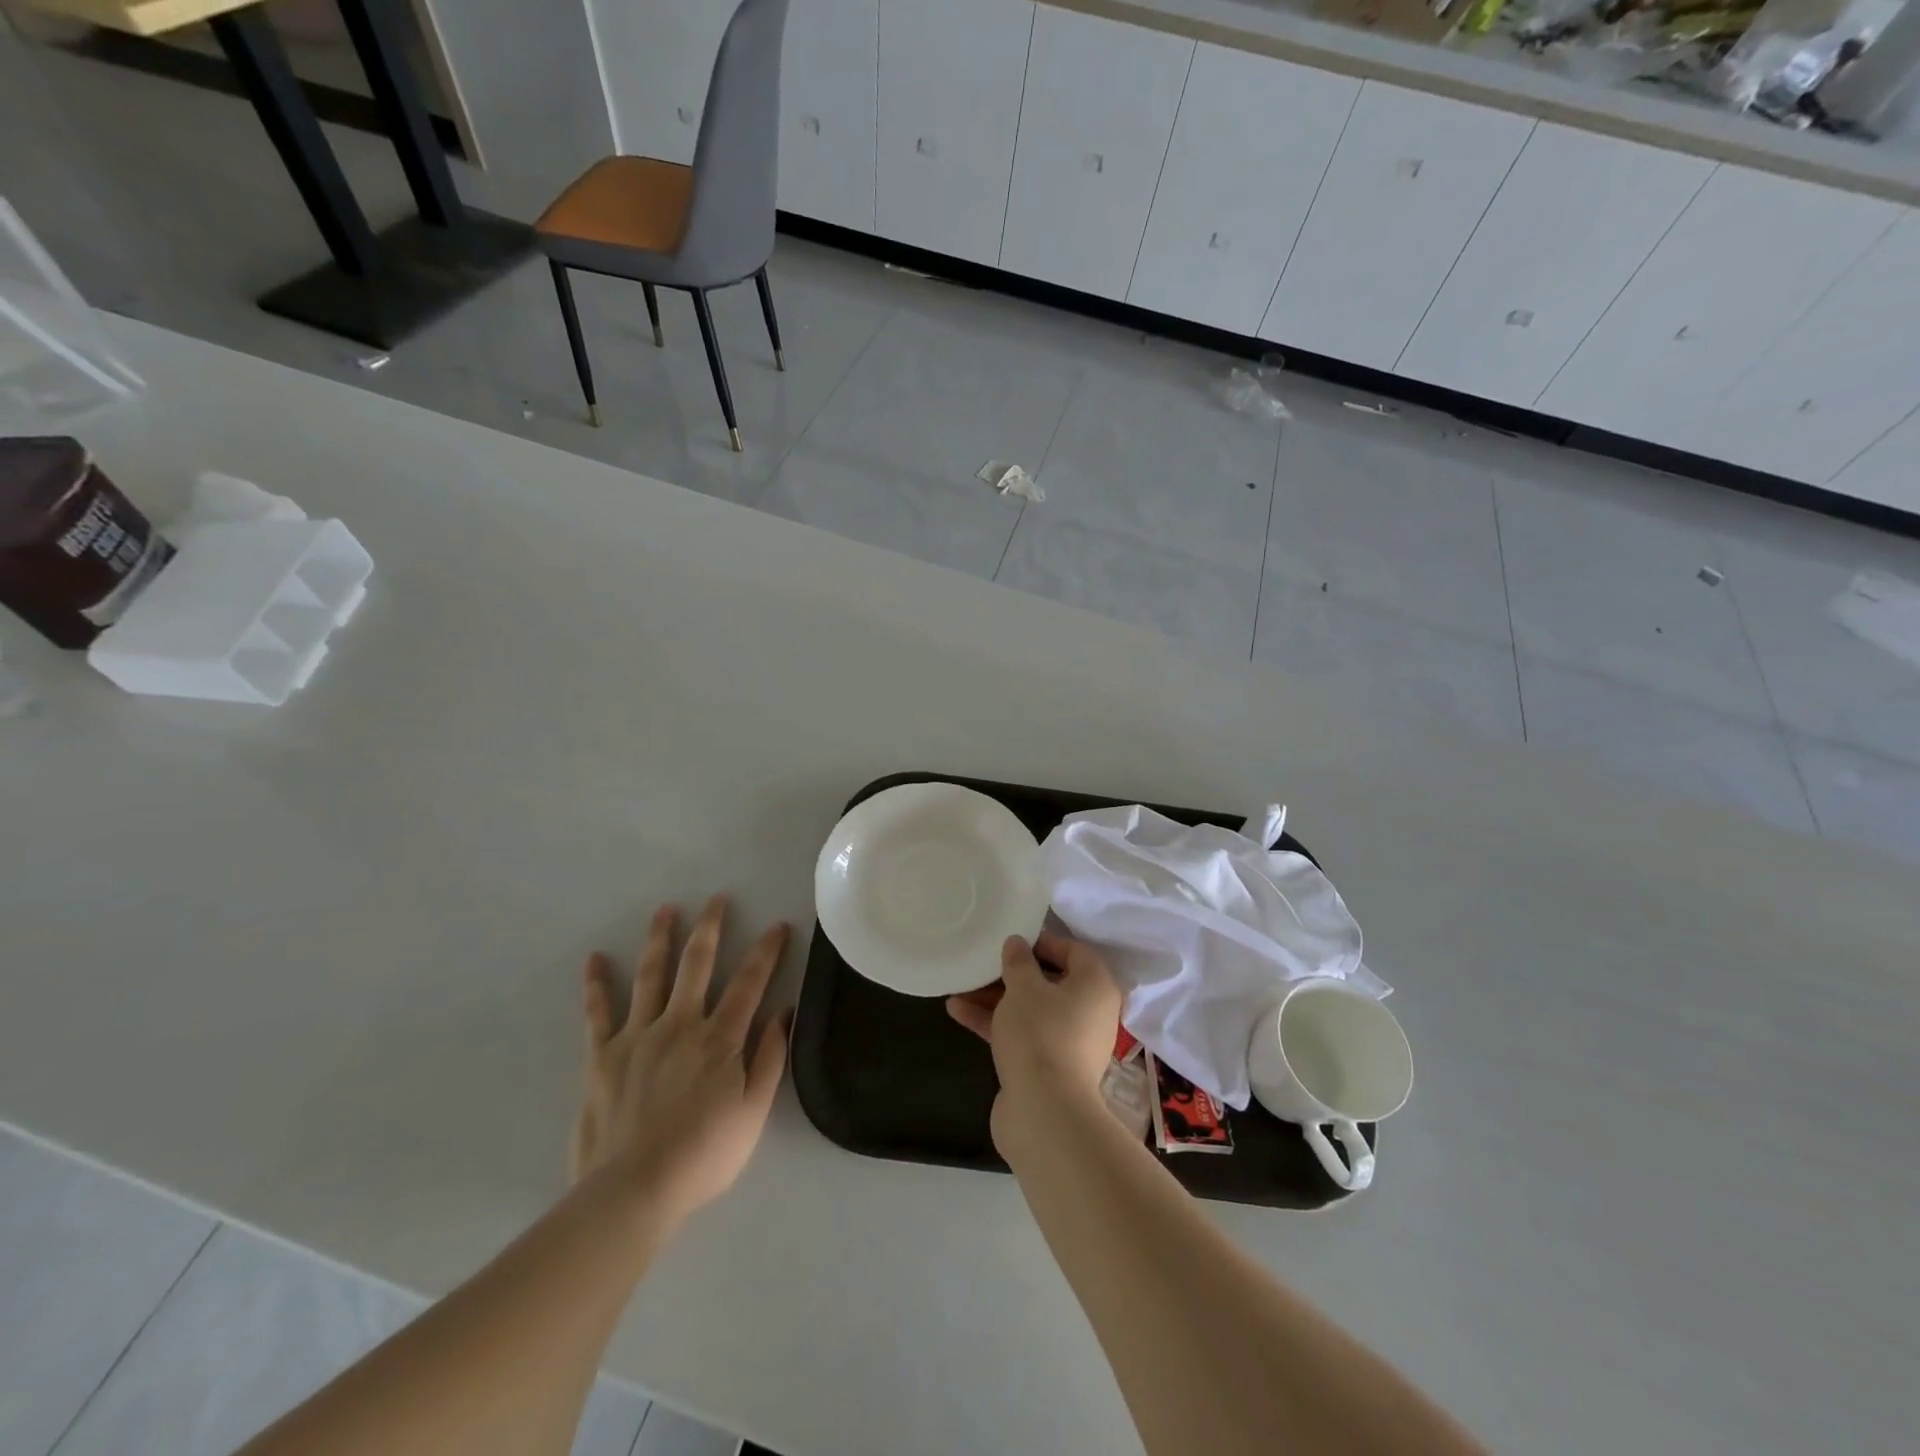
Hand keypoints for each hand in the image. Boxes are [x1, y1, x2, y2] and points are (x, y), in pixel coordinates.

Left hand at [570, 895, 790, 1224]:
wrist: (633, 1191)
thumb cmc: (704, 1155)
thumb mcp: (753, 1112)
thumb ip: (770, 1058)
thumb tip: (783, 1012)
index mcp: (720, 1038)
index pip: (750, 981)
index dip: (767, 950)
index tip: (778, 925)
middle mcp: (680, 1024)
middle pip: (698, 964)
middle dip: (711, 927)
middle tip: (717, 898)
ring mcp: (638, 1035)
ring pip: (651, 975)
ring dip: (660, 939)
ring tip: (666, 910)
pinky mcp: (602, 1055)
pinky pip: (598, 1012)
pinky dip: (596, 984)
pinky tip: (595, 959)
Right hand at [947, 931, 1121, 1151]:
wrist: (1044, 1112)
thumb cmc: (1040, 1033)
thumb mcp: (1023, 987)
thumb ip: (1018, 961)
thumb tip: (1018, 943)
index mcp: (1095, 986)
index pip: (1073, 951)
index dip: (1042, 942)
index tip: (1012, 940)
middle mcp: (1089, 1012)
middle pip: (1049, 982)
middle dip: (1012, 973)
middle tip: (984, 962)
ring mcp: (1068, 1042)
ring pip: (1031, 1010)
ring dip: (996, 998)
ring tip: (960, 985)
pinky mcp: (1047, 1067)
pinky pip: (1022, 1034)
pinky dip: (995, 1022)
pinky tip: (957, 1011)